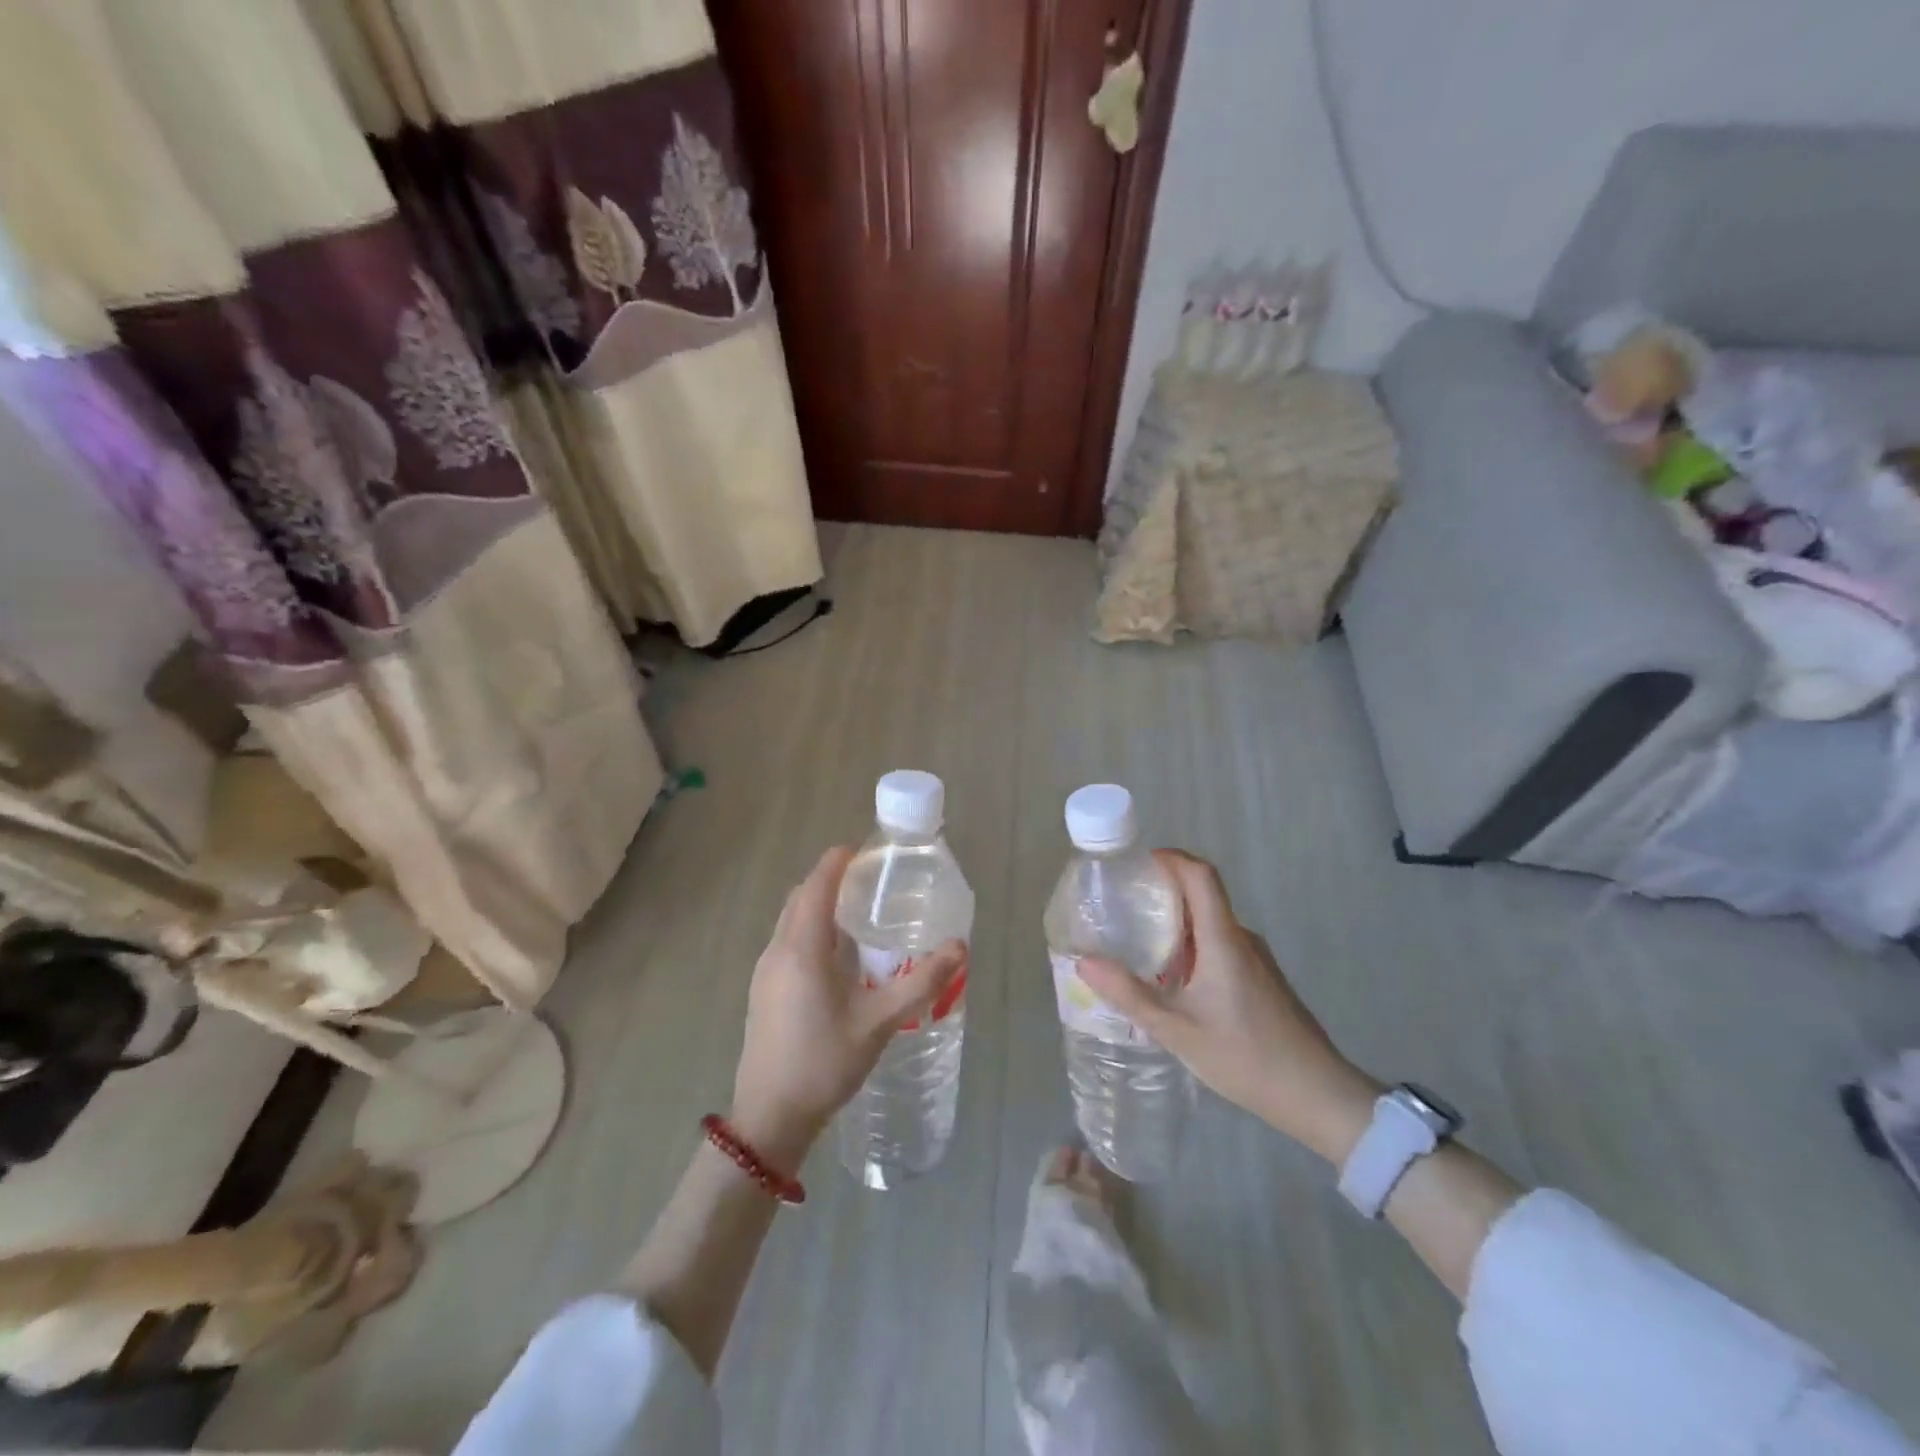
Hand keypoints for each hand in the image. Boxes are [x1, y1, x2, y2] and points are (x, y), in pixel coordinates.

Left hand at [730, 846, 965, 1171]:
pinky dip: (809, 929)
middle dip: (829, 879)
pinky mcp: (763, 990)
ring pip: (790, 920)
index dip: (838, 862)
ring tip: (856, 912)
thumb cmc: (824, 1062)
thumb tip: (959, 948)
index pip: (817, 884)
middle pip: (801, 897)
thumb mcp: (880, 1021)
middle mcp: (778, 950)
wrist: (770, 1117)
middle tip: (868, 880)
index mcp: (802, 947)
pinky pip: (787, 941)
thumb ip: (921, 982)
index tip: (863, 851)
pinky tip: (836, 956)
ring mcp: (765, 970)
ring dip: (817, 905)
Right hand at [1075, 850, 1380, 1162]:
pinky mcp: (1261, 979)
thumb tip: (1083, 961)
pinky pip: (1220, 945)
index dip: (1170, 858)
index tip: (1136, 862)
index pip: (1200, 875)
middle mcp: (1241, 939)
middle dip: (1163, 890)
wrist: (1317, 1095)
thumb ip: (1129, 994)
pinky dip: (1191, 946)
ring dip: (1176, 922)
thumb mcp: (1176, 1030)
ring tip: (1137, 941)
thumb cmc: (1245, 1057)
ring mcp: (1255, 959)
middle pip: (1203, 895)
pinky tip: (1171, 979)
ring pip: (1210, 923)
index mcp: (1223, 940)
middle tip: (1122, 904)